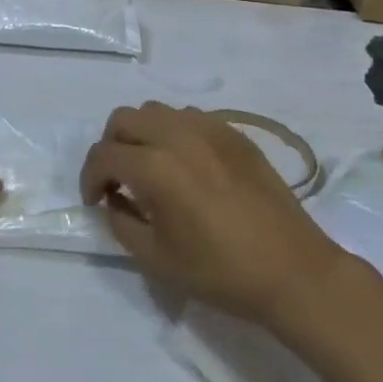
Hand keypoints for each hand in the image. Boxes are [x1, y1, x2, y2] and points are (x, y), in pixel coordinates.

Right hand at [79, 102, 346, 324]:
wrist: (293, 271)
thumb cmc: (221, 271)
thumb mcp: (157, 259)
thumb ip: (121, 223)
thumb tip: (113, 200)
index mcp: (156, 166)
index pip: (103, 155)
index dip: (89, 178)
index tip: (95, 202)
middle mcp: (178, 134)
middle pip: (124, 118)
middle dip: (111, 147)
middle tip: (118, 181)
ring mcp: (209, 128)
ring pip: (156, 111)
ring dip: (142, 134)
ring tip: (151, 169)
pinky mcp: (234, 133)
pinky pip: (189, 116)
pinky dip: (174, 132)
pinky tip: (186, 165)